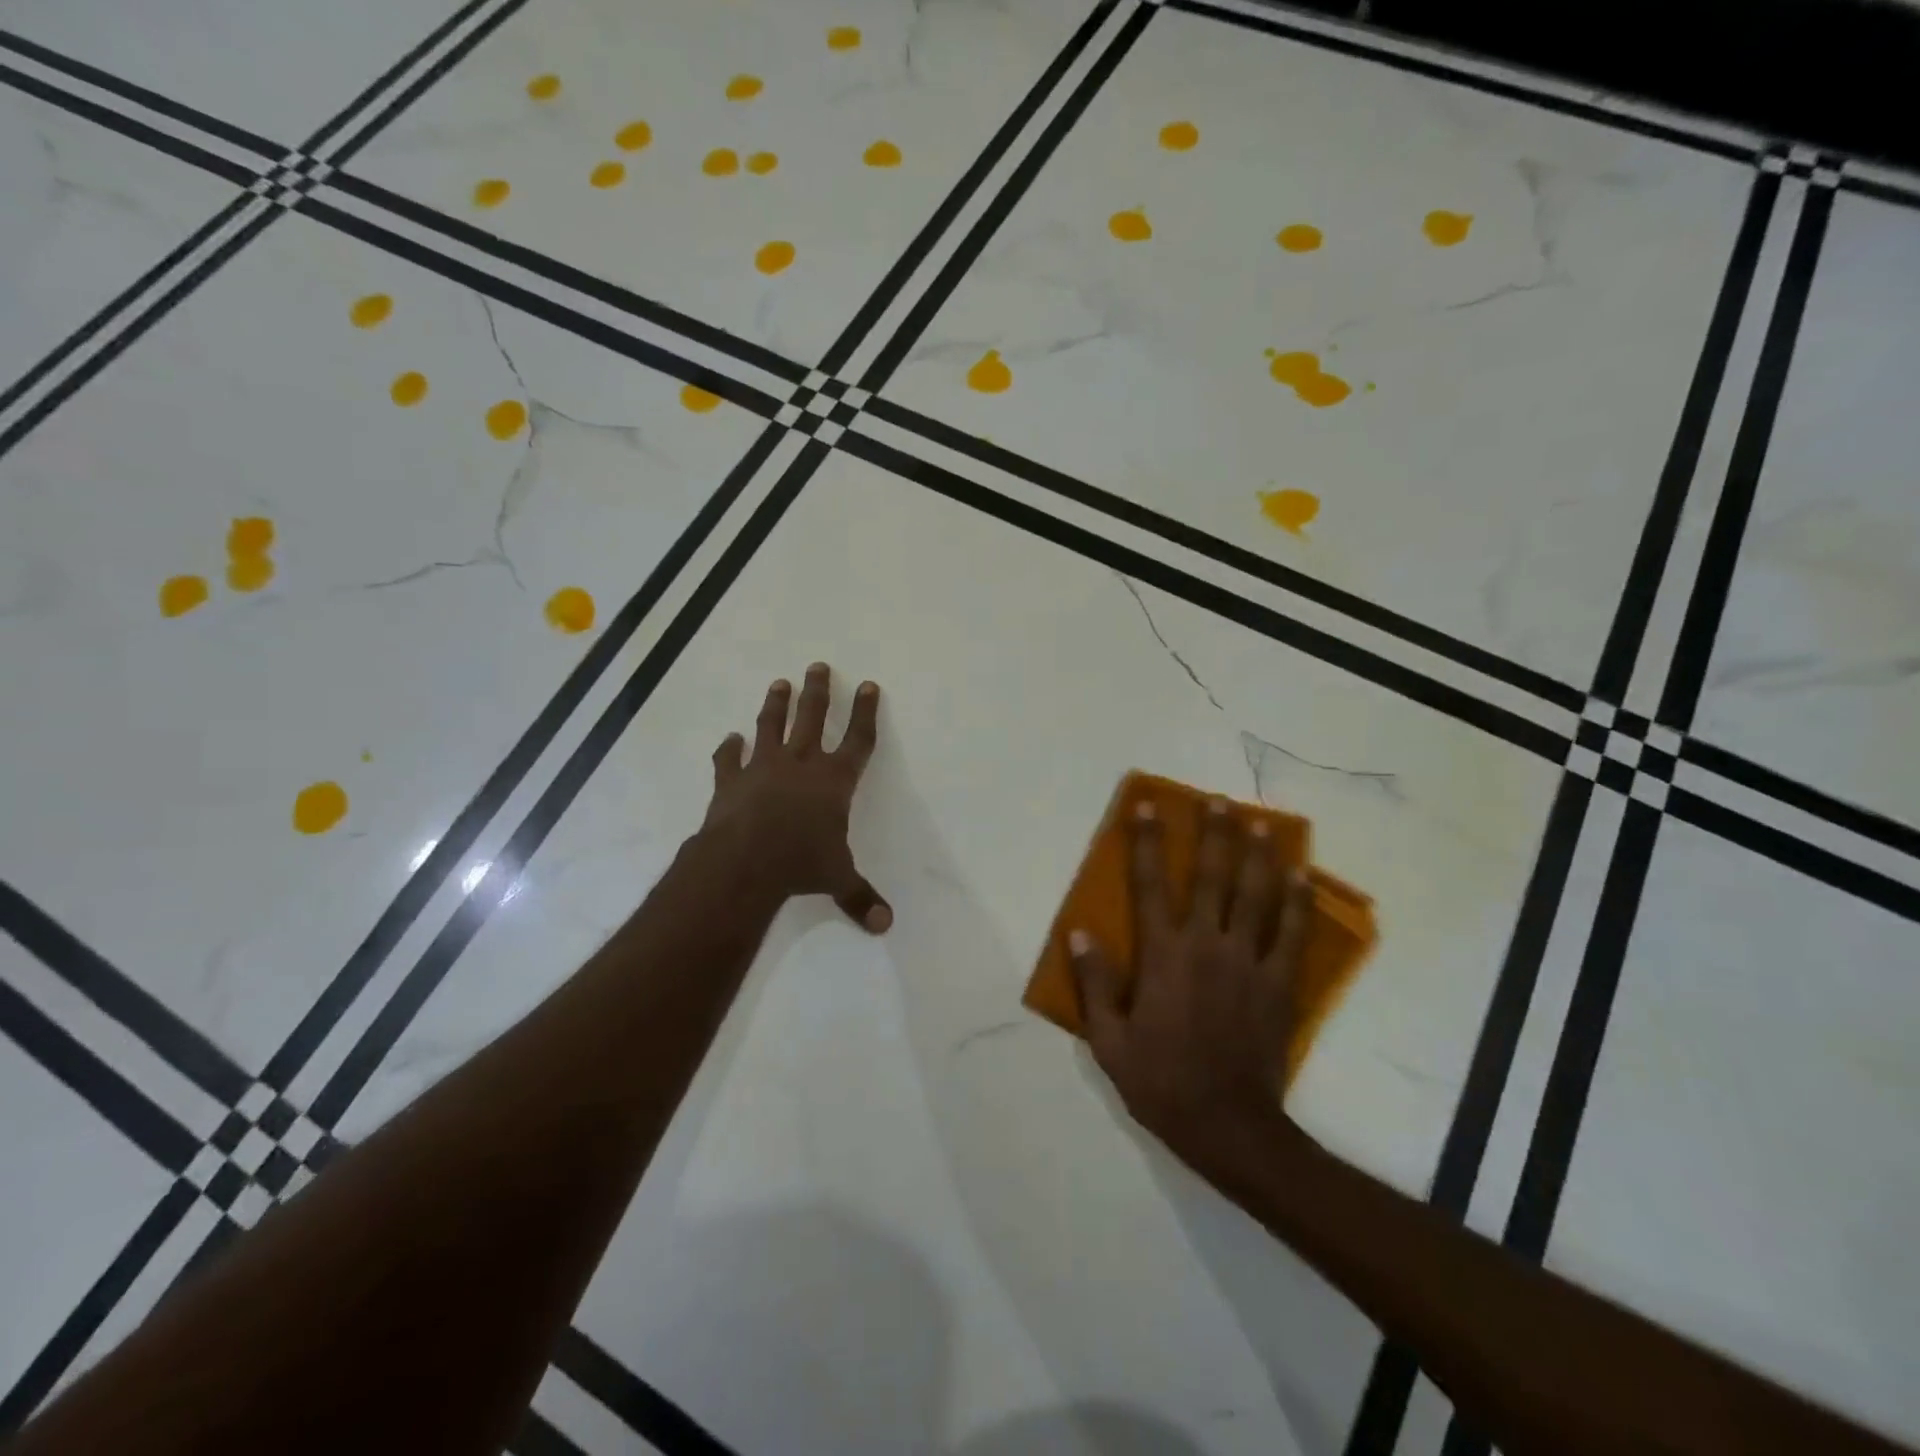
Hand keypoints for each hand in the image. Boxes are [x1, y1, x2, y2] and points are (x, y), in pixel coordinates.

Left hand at [703, 662, 891, 932]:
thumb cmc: (800, 864)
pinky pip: (729, 758)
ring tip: (779, 683)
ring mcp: (763, 768)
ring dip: (776, 704)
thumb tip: (885, 926)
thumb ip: (860, 897)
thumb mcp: (837, 879)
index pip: (858, 739)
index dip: (865, 712)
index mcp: (834, 781)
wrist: (744, 862)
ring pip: (772, 726)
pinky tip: (730, 738)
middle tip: (817, 666)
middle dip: (818, 692)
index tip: (867, 685)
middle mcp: (801, 764)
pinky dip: (729, 748)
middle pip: (813, 718)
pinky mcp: (731, 780)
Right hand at [1071, 797, 1312, 1176]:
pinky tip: (1301, 877)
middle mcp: (1207, 945)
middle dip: (1213, 835)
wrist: (1229, 1126)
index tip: (1147, 807)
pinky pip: (1292, 935)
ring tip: (1261, 823)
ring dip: (1257, 856)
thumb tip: (1079, 934)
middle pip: (1211, 877)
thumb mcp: (1109, 1041)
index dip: (1146, 842)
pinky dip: (1297, 902)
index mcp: (1163, 955)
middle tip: (1219, 800)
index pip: (1149, 885)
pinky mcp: (1279, 984)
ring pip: (1255, 896)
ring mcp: (1249, 962)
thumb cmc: (1161, 1081)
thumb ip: (1094, 984)